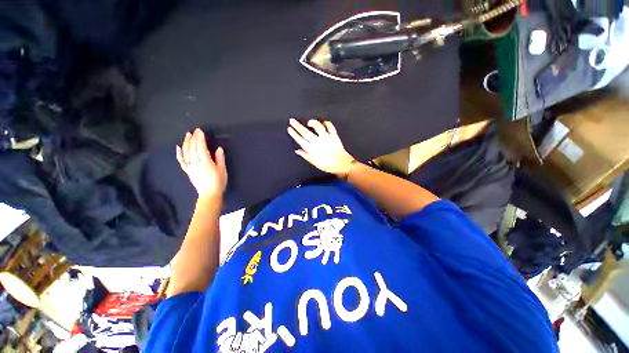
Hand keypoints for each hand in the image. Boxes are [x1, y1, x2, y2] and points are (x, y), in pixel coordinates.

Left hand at [176, 128, 227, 197]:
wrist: (210, 194)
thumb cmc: (219, 182)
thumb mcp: (223, 170)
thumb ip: (220, 159)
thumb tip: (218, 149)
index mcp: (206, 163)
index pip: (201, 148)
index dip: (200, 139)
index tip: (200, 131)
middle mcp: (196, 164)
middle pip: (193, 149)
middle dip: (193, 139)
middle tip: (194, 131)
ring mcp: (190, 167)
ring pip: (186, 153)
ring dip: (186, 143)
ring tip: (187, 135)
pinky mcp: (188, 171)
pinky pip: (181, 161)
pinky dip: (179, 154)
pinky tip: (178, 147)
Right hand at [287, 118, 354, 176]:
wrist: (341, 164)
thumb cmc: (326, 165)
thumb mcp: (313, 162)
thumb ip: (305, 155)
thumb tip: (297, 150)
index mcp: (311, 149)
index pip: (300, 140)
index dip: (294, 134)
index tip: (289, 128)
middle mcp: (318, 142)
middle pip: (305, 132)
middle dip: (297, 126)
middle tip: (292, 120)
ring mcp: (326, 137)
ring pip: (318, 127)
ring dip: (312, 123)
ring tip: (309, 122)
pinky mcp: (333, 135)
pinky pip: (329, 126)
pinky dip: (326, 123)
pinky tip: (323, 123)